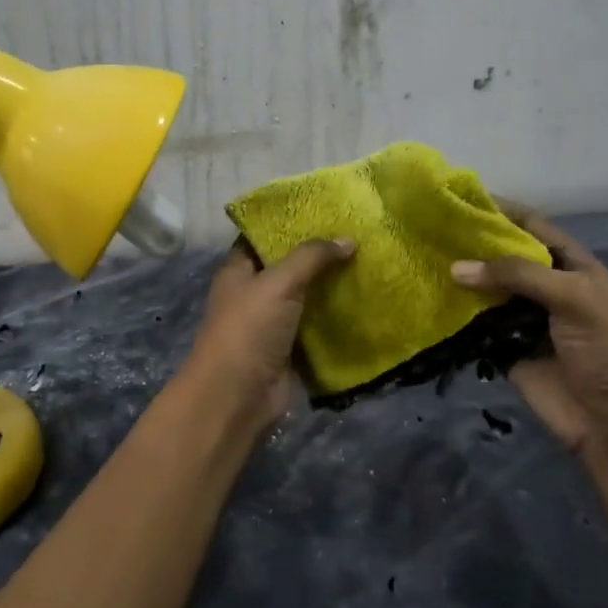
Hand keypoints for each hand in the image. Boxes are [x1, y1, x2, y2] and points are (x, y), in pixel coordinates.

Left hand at [181, 237, 355, 428]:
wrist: (238, 397)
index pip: (262, 237)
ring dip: (332, 286)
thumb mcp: (278, 283)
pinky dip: (336, 317)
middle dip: (319, 255)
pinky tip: (366, 301)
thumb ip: (311, 258)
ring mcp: (272, 323)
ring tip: (369, 262)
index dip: (289, 223)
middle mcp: (253, 293)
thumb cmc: (248, 330)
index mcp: (238, 270)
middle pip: (289, 267)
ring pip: (306, 297)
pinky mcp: (290, 350)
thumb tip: (348, 239)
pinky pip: (317, 327)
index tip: (325, 209)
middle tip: (358, 234)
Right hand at [450, 200, 607, 455]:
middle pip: (502, 256)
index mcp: (570, 265)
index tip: (460, 197)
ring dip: (459, 277)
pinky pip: (475, 325)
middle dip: (471, 243)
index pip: (532, 225)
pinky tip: (426, 298)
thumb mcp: (573, 299)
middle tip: (427, 228)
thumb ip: (518, 275)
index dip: (501, 209)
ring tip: (419, 257)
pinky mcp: (503, 347)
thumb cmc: (607, 351)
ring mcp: (522, 318)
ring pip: (485, 289)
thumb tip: (456, 267)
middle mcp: (544, 286)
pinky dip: (454, 314)